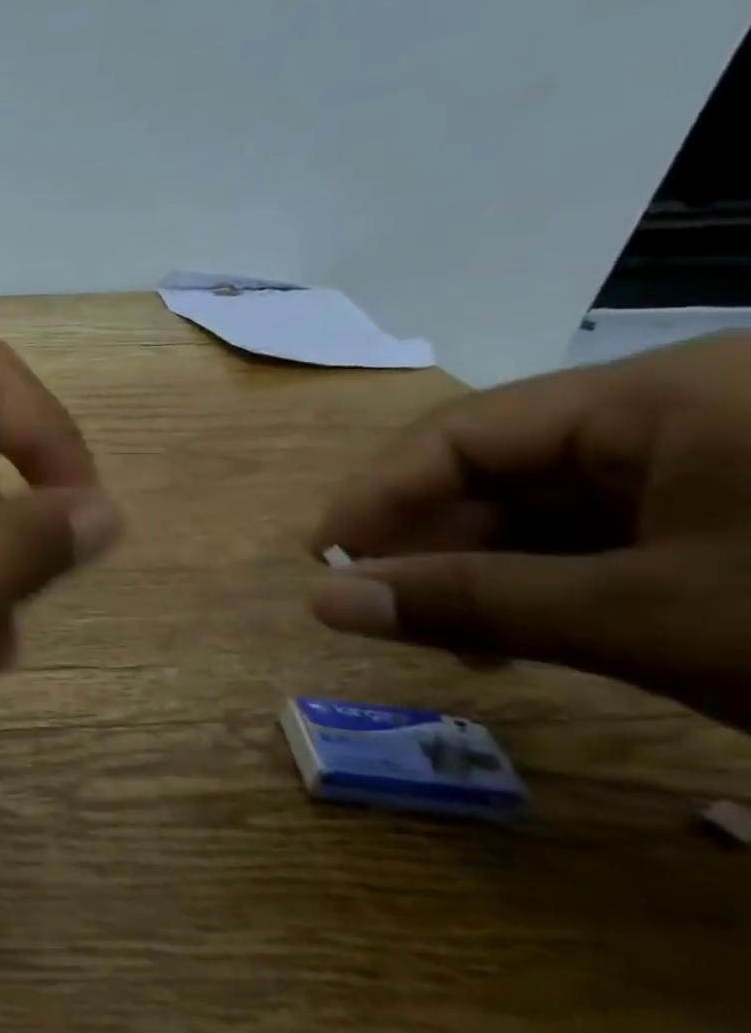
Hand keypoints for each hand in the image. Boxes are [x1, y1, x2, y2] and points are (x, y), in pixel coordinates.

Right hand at [310, 333, 750, 726]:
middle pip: (504, 465)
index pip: (460, 432)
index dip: (377, 497)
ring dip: (492, 566)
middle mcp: (685, 407)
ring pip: (557, 502)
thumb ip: (471, 605)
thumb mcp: (652, 620)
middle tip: (387, 611)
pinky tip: (537, 627)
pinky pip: (616, 528)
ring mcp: (728, 456)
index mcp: (660, 396)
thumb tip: (322, 604)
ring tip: (457, 635)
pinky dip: (562, 578)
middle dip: (434, 540)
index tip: (324, 563)